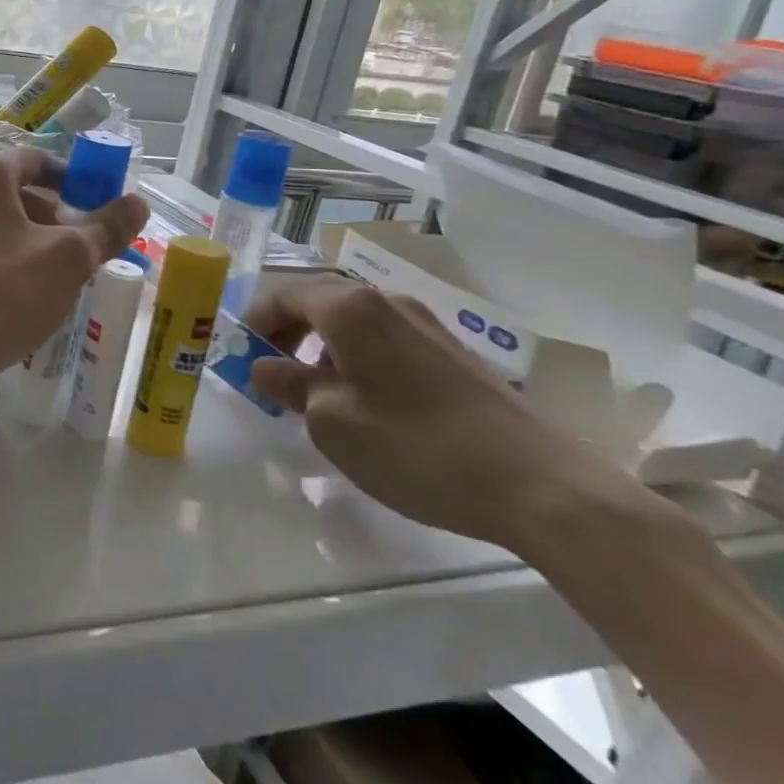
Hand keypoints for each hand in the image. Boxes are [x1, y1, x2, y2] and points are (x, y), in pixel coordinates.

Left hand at [0, 149, 147, 408]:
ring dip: (30, 243)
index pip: (40, 161)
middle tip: (85, 255)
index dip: (77, 181)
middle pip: (17, 192)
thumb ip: (106, 228)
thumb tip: (137, 203)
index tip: (102, 211)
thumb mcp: (67, 260)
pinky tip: (16, 298)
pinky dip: (1, 260)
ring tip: (55, 282)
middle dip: (56, 220)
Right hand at [246, 277, 640, 550]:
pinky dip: (359, 359)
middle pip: (319, 302)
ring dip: (323, 348)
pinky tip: (367, 404)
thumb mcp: (330, 421)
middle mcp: (387, 302)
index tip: (240, 355)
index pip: (284, 296)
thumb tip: (264, 365)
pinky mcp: (455, 355)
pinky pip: (386, 341)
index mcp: (350, 308)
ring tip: (316, 395)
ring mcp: (427, 326)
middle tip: (271, 373)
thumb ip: (287, 384)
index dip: (255, 322)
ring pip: (354, 323)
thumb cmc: (415, 446)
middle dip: (288, 333)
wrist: (544, 488)